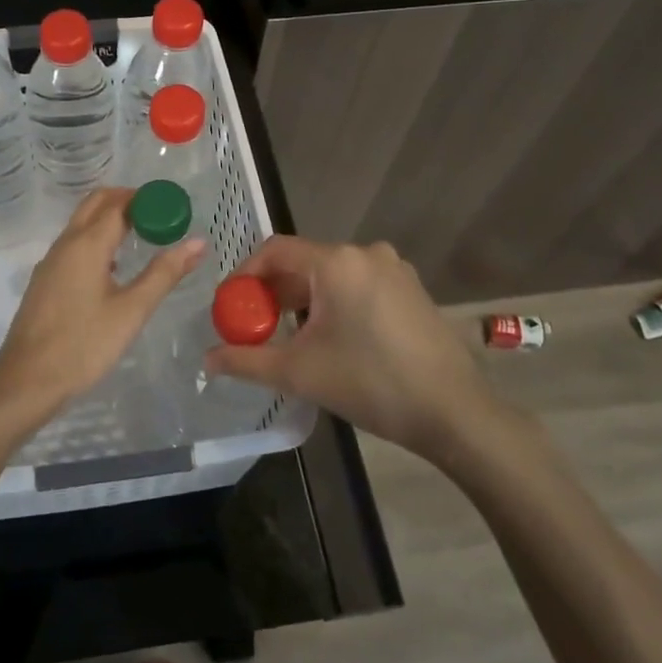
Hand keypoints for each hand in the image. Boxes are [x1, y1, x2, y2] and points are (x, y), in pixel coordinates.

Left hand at [0, 189, 204, 427]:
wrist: (27, 381)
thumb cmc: (84, 345)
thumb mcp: (132, 311)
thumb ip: (164, 273)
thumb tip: (198, 242)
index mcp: (87, 244)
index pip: (119, 203)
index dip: (147, 200)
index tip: (173, 207)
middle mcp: (66, 244)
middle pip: (96, 204)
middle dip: (127, 201)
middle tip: (159, 215)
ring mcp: (51, 262)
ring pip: (81, 223)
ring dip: (110, 219)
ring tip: (142, 236)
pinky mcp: (45, 280)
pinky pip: (73, 244)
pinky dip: (96, 239)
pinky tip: (113, 267)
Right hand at [205, 236, 511, 463]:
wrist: (454, 412)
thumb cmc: (371, 383)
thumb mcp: (299, 372)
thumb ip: (247, 360)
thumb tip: (207, 359)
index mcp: (337, 262)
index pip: (275, 250)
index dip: (245, 274)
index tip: (231, 305)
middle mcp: (366, 253)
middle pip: (303, 262)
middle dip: (273, 292)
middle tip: (255, 326)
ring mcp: (394, 269)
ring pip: (331, 275)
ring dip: (303, 300)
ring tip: (290, 337)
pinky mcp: (411, 289)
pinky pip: (357, 285)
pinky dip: (334, 303)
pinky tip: (332, 339)